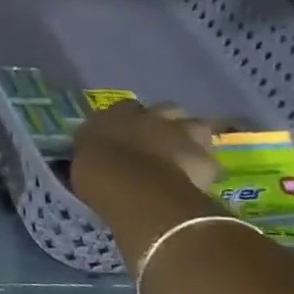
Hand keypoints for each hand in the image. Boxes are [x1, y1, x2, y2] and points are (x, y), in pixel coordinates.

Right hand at [71, 100, 220, 200]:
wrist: (132, 186)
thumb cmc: (95, 170)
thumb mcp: (83, 156)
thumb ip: (95, 149)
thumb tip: (97, 153)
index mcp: (117, 113)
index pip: (127, 107)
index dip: (130, 119)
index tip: (128, 133)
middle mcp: (152, 116)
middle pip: (168, 110)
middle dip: (167, 123)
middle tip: (160, 142)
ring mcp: (183, 134)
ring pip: (197, 127)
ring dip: (193, 140)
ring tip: (185, 158)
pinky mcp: (206, 160)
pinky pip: (209, 163)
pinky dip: (204, 171)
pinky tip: (197, 183)